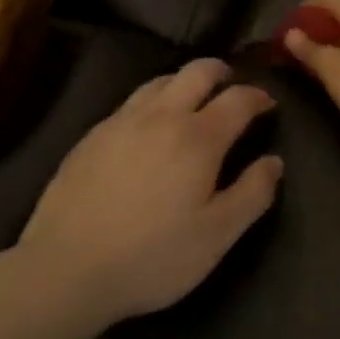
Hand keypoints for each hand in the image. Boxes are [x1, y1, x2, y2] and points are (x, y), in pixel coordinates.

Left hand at [19, 60, 281, 324]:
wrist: (65, 268)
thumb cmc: (151, 256)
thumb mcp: (216, 236)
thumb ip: (252, 194)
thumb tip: (274, 161)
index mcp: (198, 137)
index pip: (238, 99)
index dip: (258, 96)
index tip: (268, 103)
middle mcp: (162, 116)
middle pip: (197, 72)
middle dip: (221, 71)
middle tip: (231, 83)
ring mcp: (122, 121)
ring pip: (160, 81)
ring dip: (184, 81)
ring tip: (192, 97)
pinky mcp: (93, 135)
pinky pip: (131, 102)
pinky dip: (152, 100)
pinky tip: (148, 125)